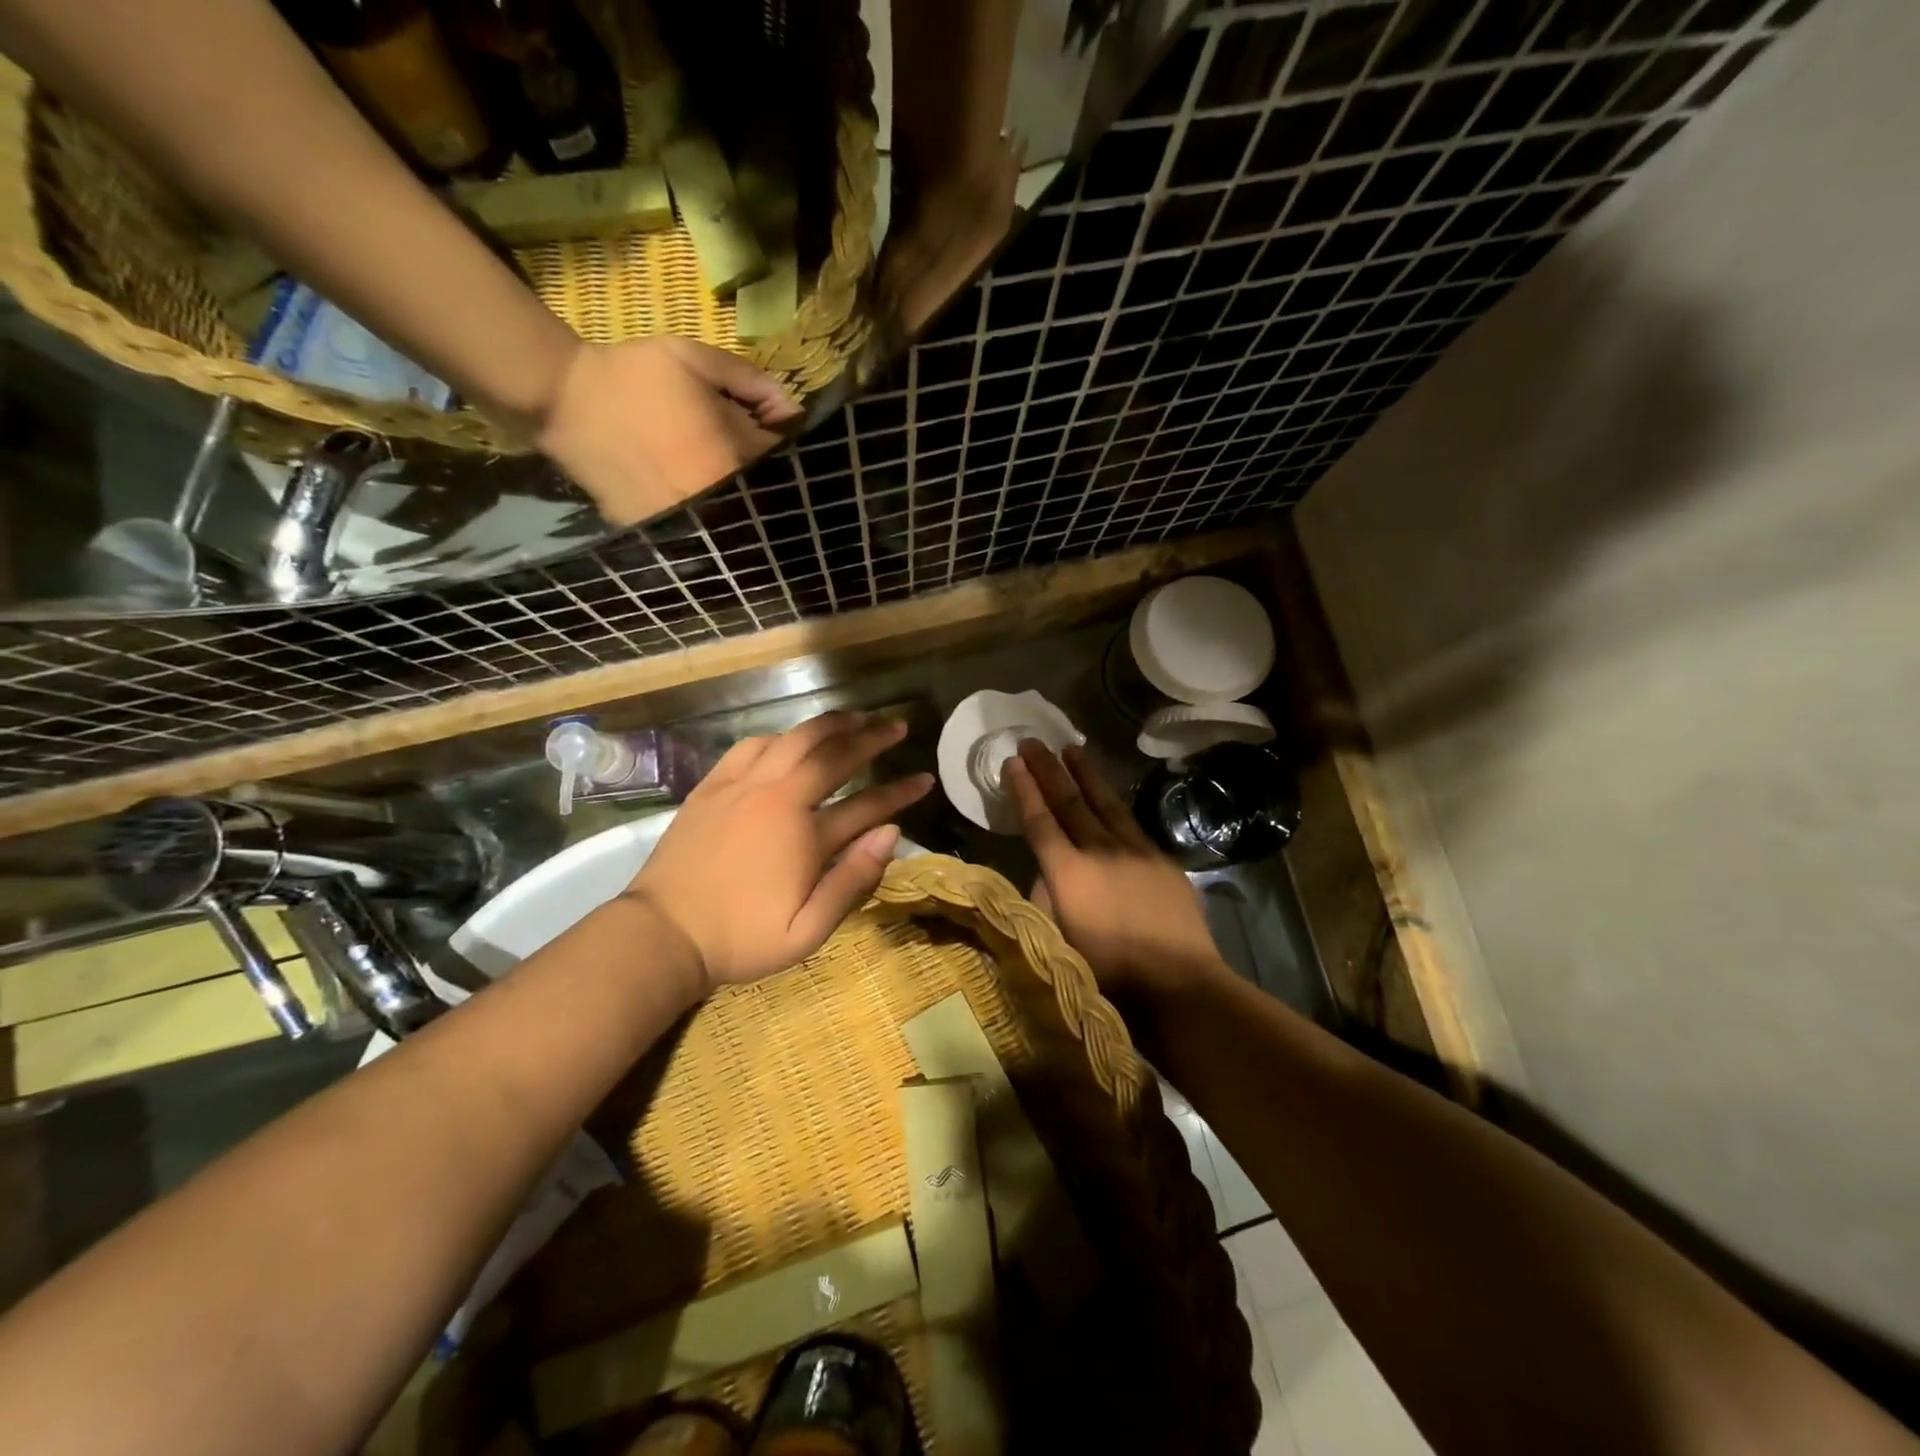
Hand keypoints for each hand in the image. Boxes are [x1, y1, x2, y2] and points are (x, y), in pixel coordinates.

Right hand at [538, 337, 803, 525]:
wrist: (565, 401)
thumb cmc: (634, 375)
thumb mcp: (695, 359)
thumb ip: (750, 380)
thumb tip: (791, 409)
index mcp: (732, 458)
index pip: (783, 460)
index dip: (783, 443)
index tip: (772, 431)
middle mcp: (719, 498)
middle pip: (763, 494)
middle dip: (764, 474)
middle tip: (743, 450)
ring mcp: (692, 521)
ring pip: (735, 515)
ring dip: (738, 496)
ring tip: (715, 467)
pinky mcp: (664, 531)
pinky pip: (703, 527)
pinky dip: (709, 511)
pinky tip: (692, 487)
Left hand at [626, 712, 933, 991]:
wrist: (662, 933)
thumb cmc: (740, 939)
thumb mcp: (806, 932)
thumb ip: (852, 881)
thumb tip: (891, 833)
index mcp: (804, 834)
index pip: (867, 805)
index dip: (900, 792)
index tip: (925, 778)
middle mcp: (778, 797)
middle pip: (833, 754)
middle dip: (871, 737)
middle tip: (896, 726)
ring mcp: (742, 786)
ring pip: (793, 738)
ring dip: (829, 725)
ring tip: (854, 719)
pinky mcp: (713, 786)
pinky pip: (752, 745)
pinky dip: (780, 736)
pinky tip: (790, 738)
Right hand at [1006, 741, 1226, 1002]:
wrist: (1179, 984)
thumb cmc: (1109, 974)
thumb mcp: (1058, 941)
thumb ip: (1047, 898)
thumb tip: (1048, 872)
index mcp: (1068, 872)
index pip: (1040, 820)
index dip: (1024, 789)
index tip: (1013, 761)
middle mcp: (1099, 850)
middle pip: (1069, 801)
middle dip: (1048, 769)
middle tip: (1033, 741)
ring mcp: (1135, 851)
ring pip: (1104, 802)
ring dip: (1085, 774)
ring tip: (1071, 749)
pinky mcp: (1161, 859)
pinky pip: (1130, 822)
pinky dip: (1114, 803)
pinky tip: (1109, 796)